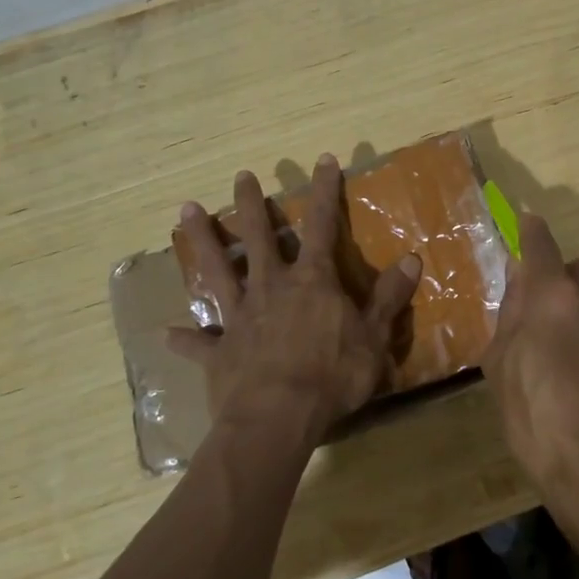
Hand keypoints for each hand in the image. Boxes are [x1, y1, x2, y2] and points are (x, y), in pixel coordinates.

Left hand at [168, 154, 421, 442]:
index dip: (325, 191)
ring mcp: (240, 317)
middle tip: (241, 176)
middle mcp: (271, 288)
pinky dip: (184, 338)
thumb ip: (389, 297)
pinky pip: (198, 342)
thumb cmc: (333, 375)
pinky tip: (167, 334)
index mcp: (312, 281)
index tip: (323, 160)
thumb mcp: (374, 336)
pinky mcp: (218, 350)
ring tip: (184, 210)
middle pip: (259, 237)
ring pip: (217, 269)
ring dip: (202, 240)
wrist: (278, 418)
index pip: (322, 225)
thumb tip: (412, 259)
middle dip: (251, 204)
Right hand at [480, 213, 578, 523]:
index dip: (531, 229)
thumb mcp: (501, 367)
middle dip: (559, 285)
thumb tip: (520, 279)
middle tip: (544, 321)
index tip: (526, 220)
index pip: (540, 243)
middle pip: (575, 272)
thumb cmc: (536, 419)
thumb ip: (511, 314)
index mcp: (552, 297)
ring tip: (572, 361)